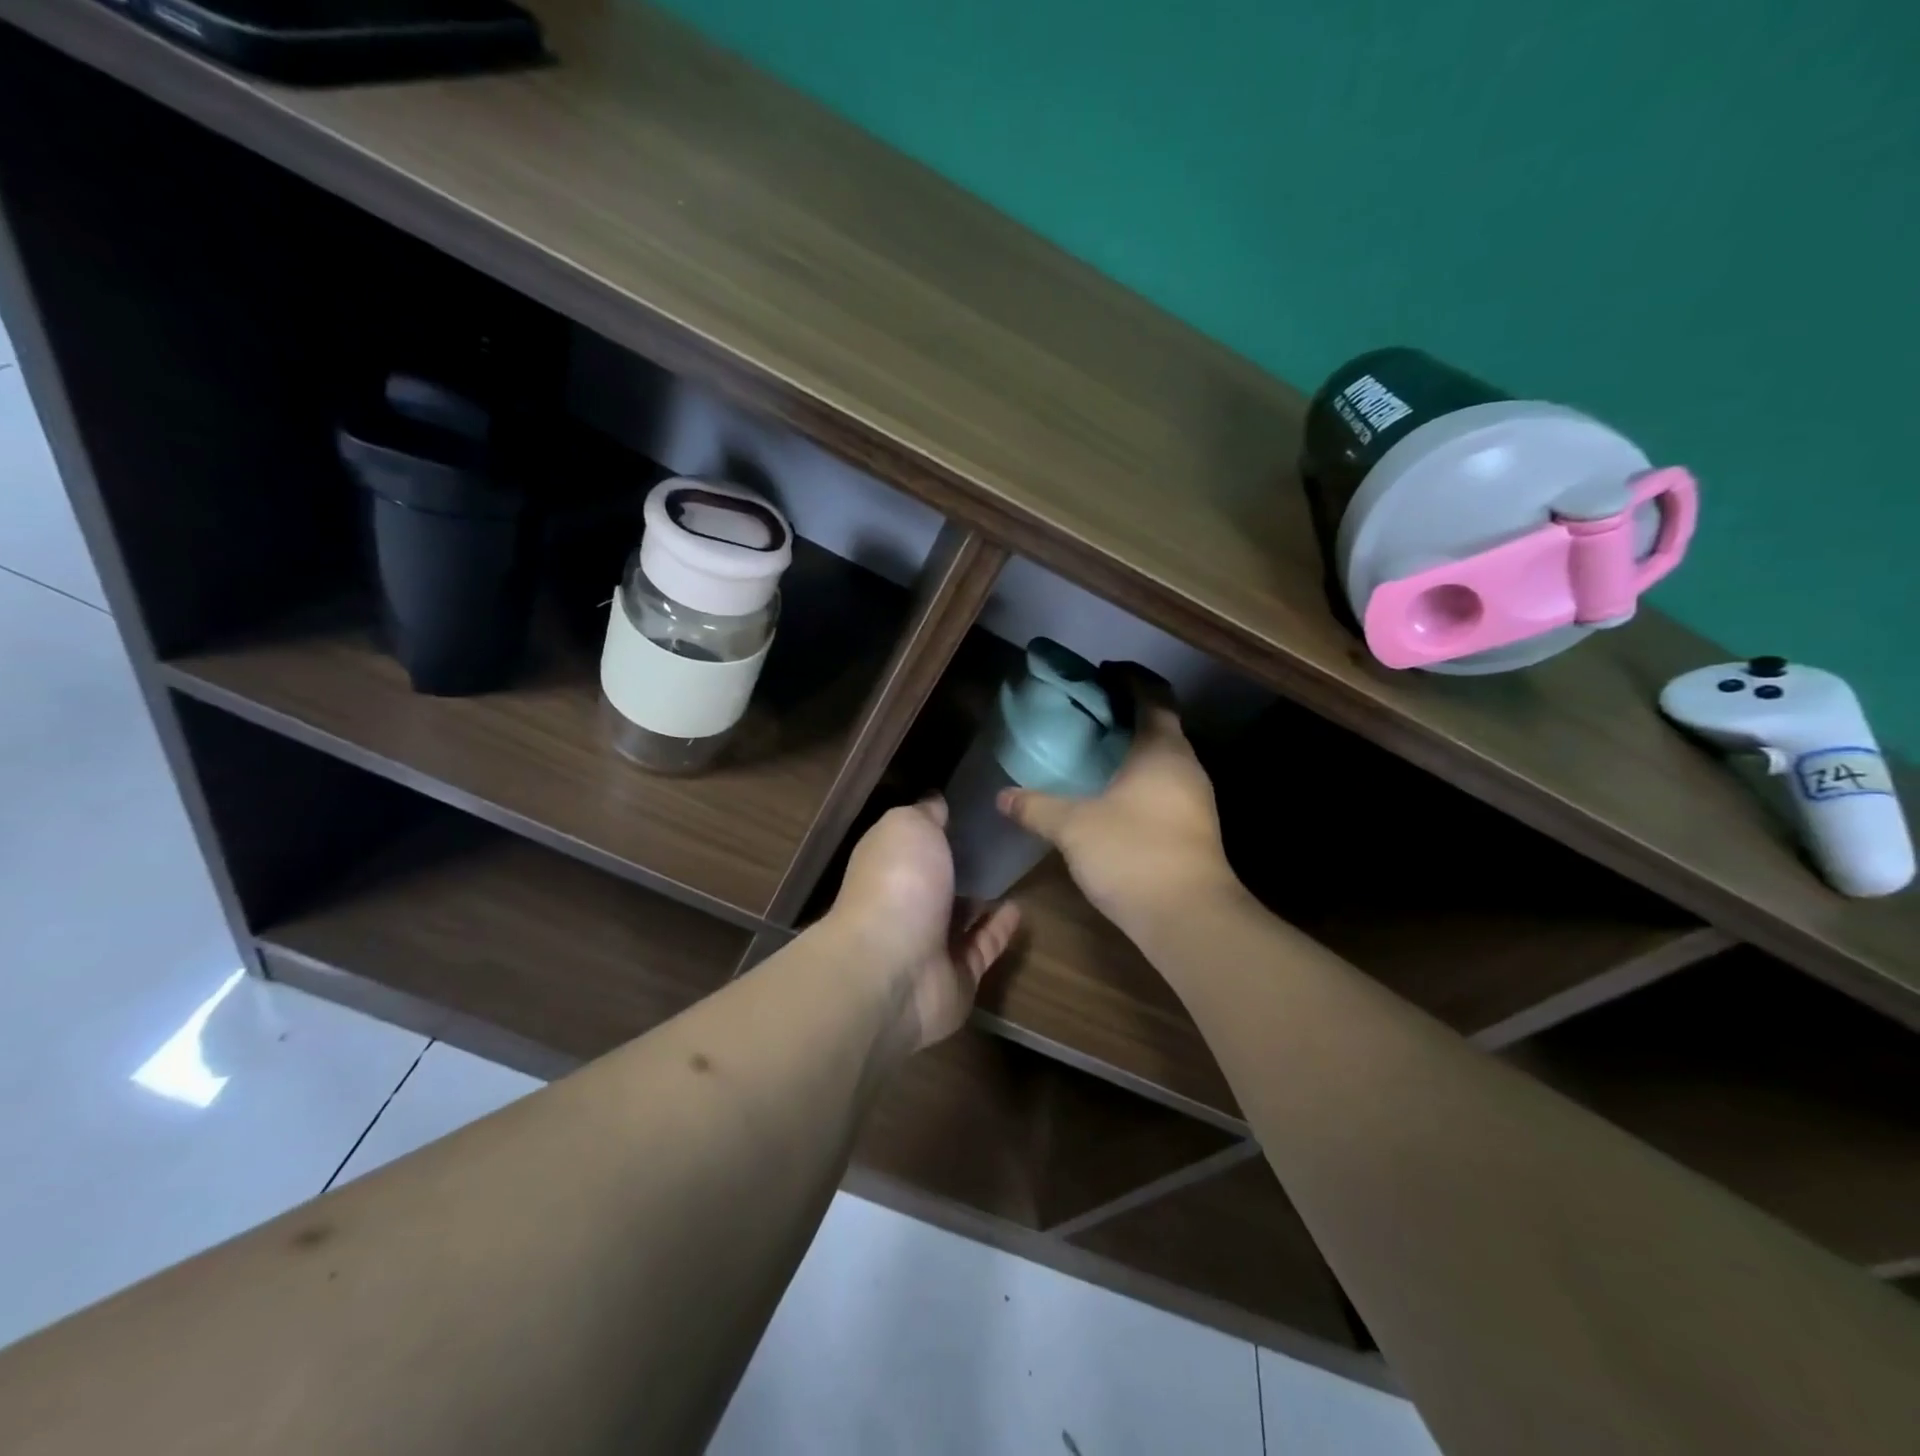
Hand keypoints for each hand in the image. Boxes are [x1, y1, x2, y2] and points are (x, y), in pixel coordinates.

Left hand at [828, 798, 1020, 1052]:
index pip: (914, 839)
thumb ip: (925, 814)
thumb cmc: (899, 883)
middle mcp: (905, 901)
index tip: (973, 805)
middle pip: (938, 878)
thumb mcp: (908, 826)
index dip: (939, 822)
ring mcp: (930, 942)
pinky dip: (1000, 928)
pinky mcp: (958, 976)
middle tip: (1004, 837)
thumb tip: (936, 802)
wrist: (894, 969)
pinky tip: (1021, 907)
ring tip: (1016, 870)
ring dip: (983, 896)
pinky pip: (983, 947)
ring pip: (961, 915)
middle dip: (963, 861)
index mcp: (888, 863)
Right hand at [999, 673, 1236, 939]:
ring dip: (1133, 748)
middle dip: (1126, 713)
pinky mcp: (1194, 827)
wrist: (1189, 918)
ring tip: (1093, 753)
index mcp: (1162, 748)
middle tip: (1086, 714)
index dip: (1128, 678)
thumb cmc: (1133, 854)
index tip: (1101, 673)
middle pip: (1160, 723)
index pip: (1152, 694)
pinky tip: (1110, 795)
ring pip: (1163, 757)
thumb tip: (1003, 796)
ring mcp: (1196, 799)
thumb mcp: (1074, 827)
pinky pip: (1164, 785)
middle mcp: (1186, 766)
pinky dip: (1139, 777)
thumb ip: (1037, 807)